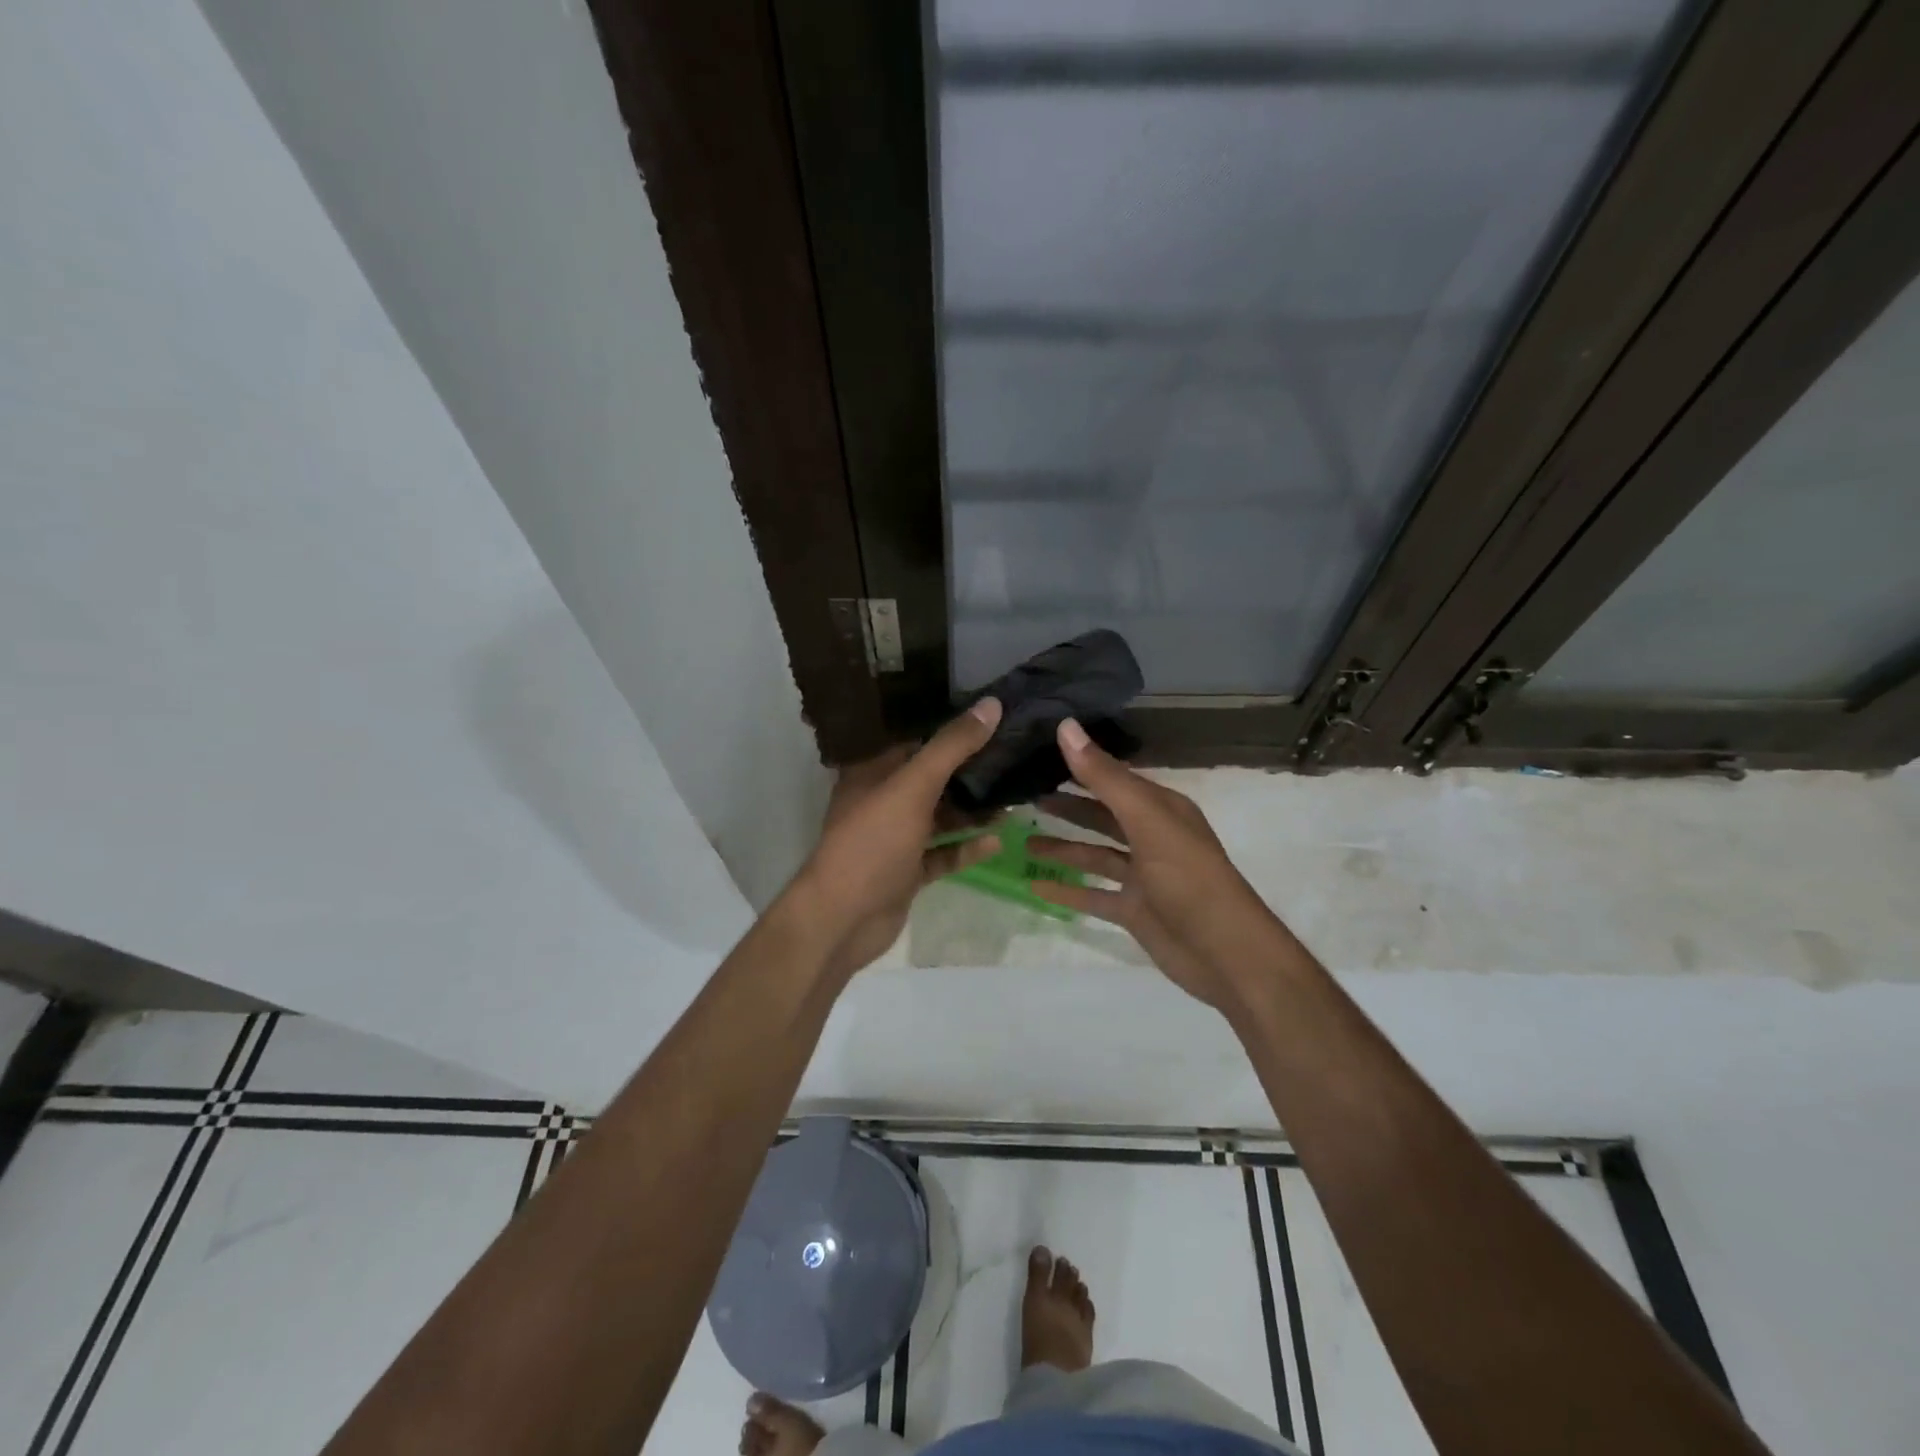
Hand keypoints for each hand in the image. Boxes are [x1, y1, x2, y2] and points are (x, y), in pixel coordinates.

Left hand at [797, 699, 1005, 977]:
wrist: (843, 919)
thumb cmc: (873, 842)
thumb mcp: (913, 786)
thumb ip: (951, 747)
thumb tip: (991, 704)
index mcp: (873, 774)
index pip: (917, 742)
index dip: (953, 731)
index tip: (995, 721)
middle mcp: (882, 802)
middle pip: (932, 780)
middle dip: (970, 773)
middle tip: (1015, 759)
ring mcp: (894, 840)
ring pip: (940, 818)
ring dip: (972, 811)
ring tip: (1015, 799)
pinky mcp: (907, 872)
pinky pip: (942, 854)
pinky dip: (966, 848)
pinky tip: (998, 840)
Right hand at [1028, 718, 1279, 1010]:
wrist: (1225, 954)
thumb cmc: (1188, 878)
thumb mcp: (1146, 820)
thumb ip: (1105, 777)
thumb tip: (1066, 726)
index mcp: (1160, 808)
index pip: (1113, 777)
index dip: (1077, 766)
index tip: (1036, 754)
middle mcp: (1151, 836)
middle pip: (1102, 815)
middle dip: (1067, 806)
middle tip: (1023, 796)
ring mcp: (1142, 876)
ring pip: (1095, 854)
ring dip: (1062, 847)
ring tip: (1021, 840)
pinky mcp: (1134, 910)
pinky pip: (1093, 894)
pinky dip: (1066, 889)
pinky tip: (1034, 884)